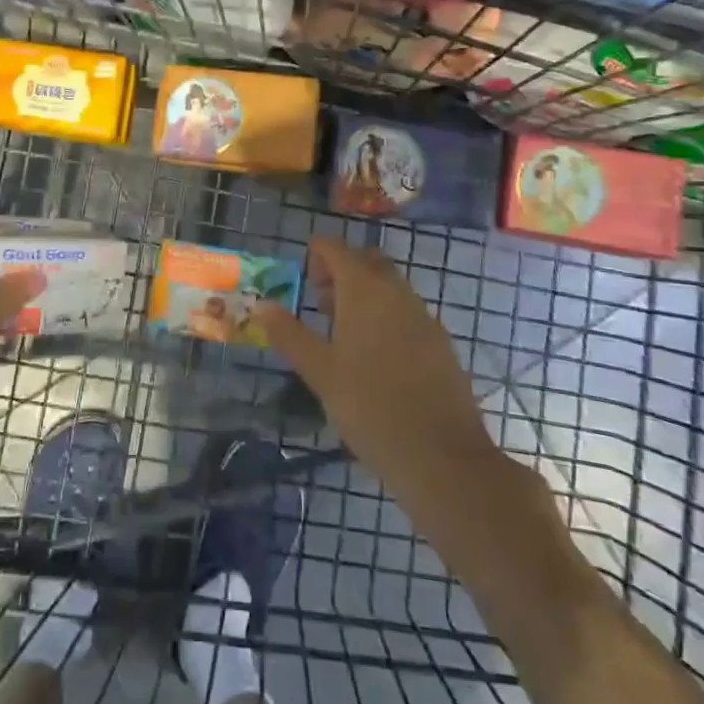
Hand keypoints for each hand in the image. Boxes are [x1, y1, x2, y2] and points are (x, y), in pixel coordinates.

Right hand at [254, 238, 496, 486]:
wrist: (441, 455)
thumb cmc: (369, 407)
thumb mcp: (319, 371)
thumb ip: (289, 333)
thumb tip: (262, 304)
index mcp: (364, 290)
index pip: (336, 249)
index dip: (316, 253)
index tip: (302, 276)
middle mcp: (397, 292)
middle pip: (367, 261)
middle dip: (342, 269)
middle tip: (319, 298)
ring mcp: (423, 315)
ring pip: (389, 286)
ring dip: (364, 293)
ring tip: (341, 329)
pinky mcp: (439, 342)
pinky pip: (406, 311)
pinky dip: (385, 315)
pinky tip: (374, 354)